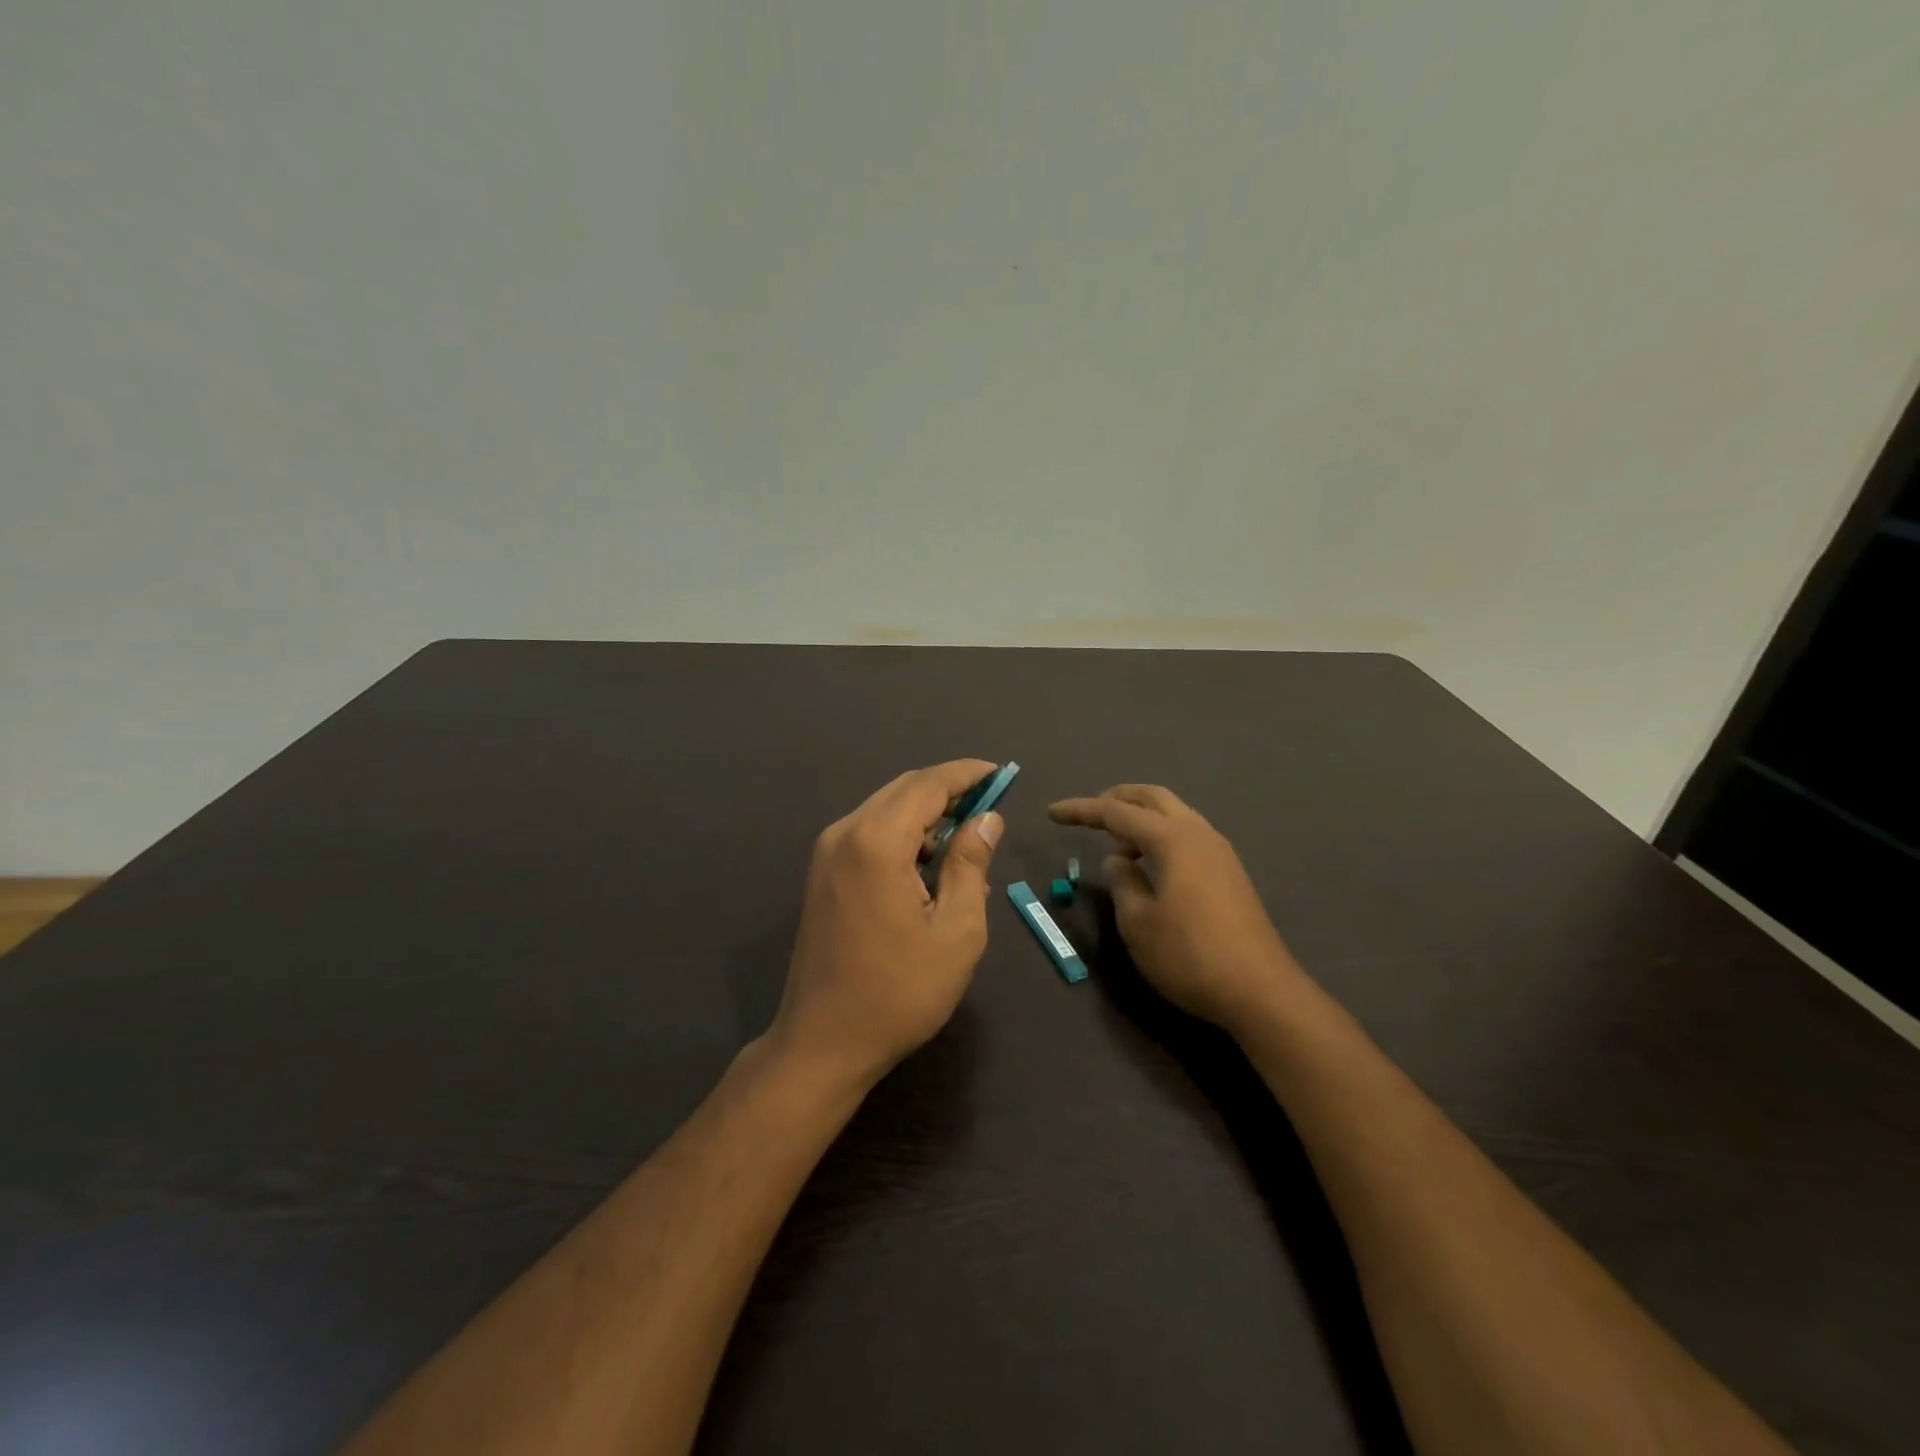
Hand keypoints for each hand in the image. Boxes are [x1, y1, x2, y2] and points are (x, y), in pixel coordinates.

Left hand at [771, 760, 1005, 1089]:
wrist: (823, 1043)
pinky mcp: (822, 875)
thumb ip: (971, 865)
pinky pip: (869, 834)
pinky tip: (929, 868)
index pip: (928, 785)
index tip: (1002, 774)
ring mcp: (827, 854)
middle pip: (904, 790)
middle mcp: (845, 834)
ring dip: (927, 817)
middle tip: (990, 809)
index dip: (968, 774)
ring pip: (885, 810)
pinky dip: (903, 837)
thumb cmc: (899, 992)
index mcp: (876, 842)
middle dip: (949, 792)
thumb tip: (988, 819)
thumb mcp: (956, 930)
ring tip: (966, 847)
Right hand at [1048, 785, 1300, 1032]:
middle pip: (1153, 798)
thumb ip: (1122, 882)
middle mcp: (1198, 833)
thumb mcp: (1138, 922)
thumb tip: (1118, 860)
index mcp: (1172, 839)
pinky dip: (1161, 836)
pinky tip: (1149, 865)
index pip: (1116, 812)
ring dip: (1142, 818)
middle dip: (1117, 799)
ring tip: (1117, 843)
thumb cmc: (1189, 955)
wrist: (1260, 991)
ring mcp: (1219, 852)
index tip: (1051, 812)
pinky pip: (1187, 835)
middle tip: (1089, 814)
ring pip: (1174, 815)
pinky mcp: (1229, 873)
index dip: (1081, 810)